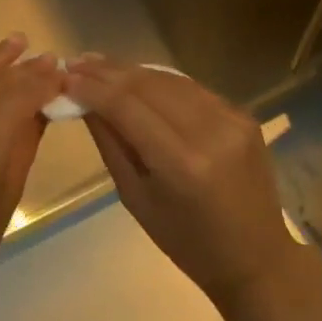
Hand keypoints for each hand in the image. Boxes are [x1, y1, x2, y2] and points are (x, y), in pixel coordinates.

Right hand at [66, 58, 298, 310]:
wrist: (256, 257)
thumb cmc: (187, 242)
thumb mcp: (136, 199)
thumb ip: (111, 145)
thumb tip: (84, 103)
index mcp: (181, 164)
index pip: (127, 107)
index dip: (93, 88)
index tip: (65, 77)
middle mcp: (210, 131)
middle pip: (148, 85)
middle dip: (108, 72)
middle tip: (77, 63)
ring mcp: (232, 119)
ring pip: (170, 80)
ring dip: (132, 71)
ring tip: (100, 65)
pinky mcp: (244, 115)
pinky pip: (192, 90)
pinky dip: (161, 82)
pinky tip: (137, 79)